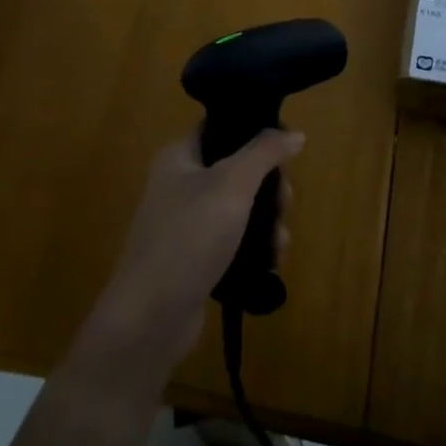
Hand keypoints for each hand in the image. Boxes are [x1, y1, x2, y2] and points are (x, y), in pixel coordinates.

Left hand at [74, 129, 302, 387]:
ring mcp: (187, 224)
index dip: (256, 134)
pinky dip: (255, 249)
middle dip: (270, 189)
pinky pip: (234, 242)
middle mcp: (180, 184)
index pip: (222, 128)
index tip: (286, 154)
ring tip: (279, 245)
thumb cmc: (189, 237)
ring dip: (267, 223)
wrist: (150, 317)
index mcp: (179, 156)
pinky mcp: (195, 259)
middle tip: (284, 206)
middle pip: (239, 170)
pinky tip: (270, 264)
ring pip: (241, 209)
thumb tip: (295, 133)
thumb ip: (265, 152)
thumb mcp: (232, 185)